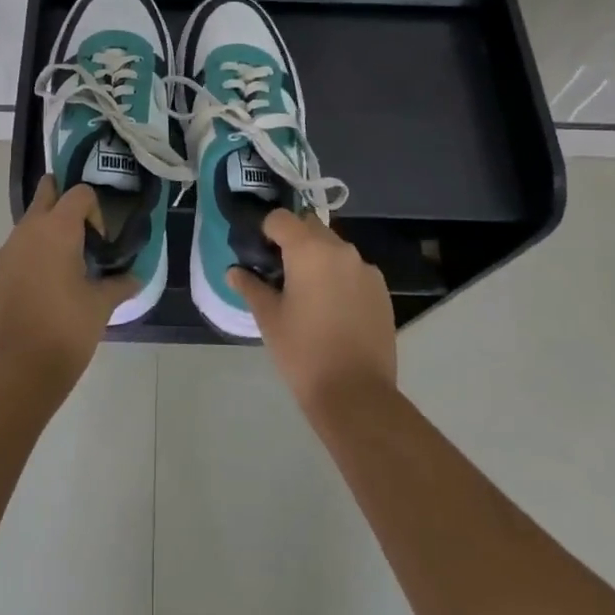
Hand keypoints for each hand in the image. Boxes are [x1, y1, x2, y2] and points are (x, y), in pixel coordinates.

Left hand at [0, 177, 139, 391]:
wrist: (15, 371)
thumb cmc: (65, 329)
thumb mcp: (100, 306)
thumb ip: (119, 285)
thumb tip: (135, 278)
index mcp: (57, 228)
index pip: (79, 193)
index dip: (95, 211)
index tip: (101, 242)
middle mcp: (28, 229)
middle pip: (46, 193)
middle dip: (62, 200)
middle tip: (81, 229)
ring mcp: (6, 251)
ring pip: (29, 223)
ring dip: (47, 231)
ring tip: (65, 266)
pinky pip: (16, 250)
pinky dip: (31, 255)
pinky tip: (44, 288)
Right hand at [228, 208, 396, 417]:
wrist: (357, 395)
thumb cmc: (304, 352)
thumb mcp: (269, 319)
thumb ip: (250, 287)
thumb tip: (233, 271)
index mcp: (309, 250)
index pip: (280, 218)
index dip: (266, 231)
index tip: (259, 255)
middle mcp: (340, 249)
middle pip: (310, 227)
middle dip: (293, 241)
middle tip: (280, 273)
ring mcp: (366, 269)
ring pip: (334, 248)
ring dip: (318, 258)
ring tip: (308, 294)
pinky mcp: (382, 290)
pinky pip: (354, 270)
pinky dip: (340, 277)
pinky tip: (333, 309)